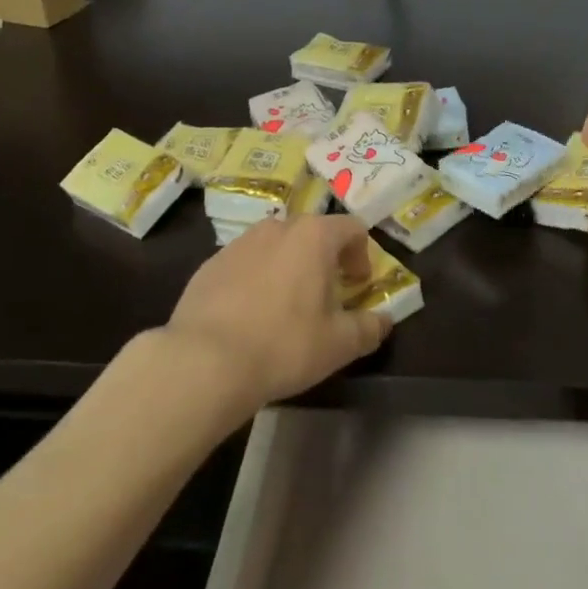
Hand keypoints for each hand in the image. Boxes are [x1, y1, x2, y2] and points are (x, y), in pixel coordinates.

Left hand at [165, 214, 390, 409]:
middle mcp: (277, 227)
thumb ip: (369, 328)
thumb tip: (383, 321)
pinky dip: (256, 280)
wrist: (204, 361)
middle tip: (326, 297)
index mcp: (314, 236)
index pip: (352, 228)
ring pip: (276, 246)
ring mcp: (240, 242)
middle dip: (325, 260)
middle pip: (312, 233)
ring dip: (289, 267)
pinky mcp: (211, 263)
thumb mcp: (338, 345)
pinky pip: (245, 263)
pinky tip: (249, 317)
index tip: (358, 285)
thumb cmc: (284, 345)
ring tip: (286, 307)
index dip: (362, 255)